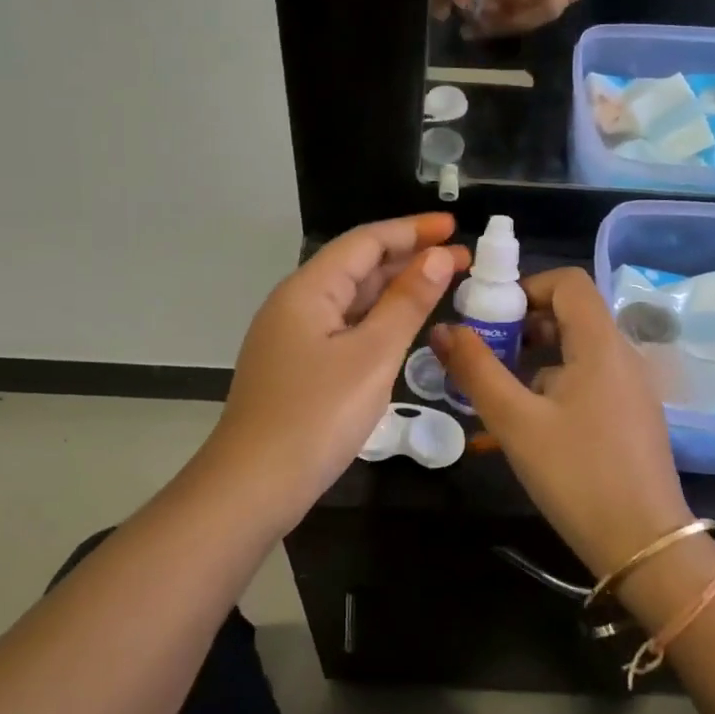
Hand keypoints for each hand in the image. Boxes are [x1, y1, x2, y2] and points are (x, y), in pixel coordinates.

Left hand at [206, 214, 470, 523]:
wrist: (253, 486)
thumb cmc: (317, 416)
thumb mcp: (372, 355)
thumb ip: (406, 302)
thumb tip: (438, 257)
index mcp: (308, 290)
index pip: (365, 241)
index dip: (412, 230)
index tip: (454, 227)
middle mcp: (296, 304)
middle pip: (357, 266)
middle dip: (409, 258)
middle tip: (461, 260)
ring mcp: (293, 338)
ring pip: (351, 299)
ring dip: (394, 289)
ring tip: (441, 285)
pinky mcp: (297, 367)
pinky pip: (345, 328)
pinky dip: (378, 320)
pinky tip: (403, 327)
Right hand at [434, 267, 690, 576]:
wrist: (645, 545)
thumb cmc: (577, 475)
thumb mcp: (515, 422)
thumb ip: (477, 370)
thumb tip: (443, 329)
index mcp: (601, 344)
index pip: (568, 282)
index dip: (526, 288)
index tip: (491, 318)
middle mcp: (623, 356)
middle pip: (572, 315)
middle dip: (524, 326)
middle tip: (488, 356)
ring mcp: (633, 388)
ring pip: (578, 352)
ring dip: (537, 361)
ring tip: (501, 396)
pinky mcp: (633, 416)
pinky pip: (590, 382)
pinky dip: (557, 387)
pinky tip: (532, 427)